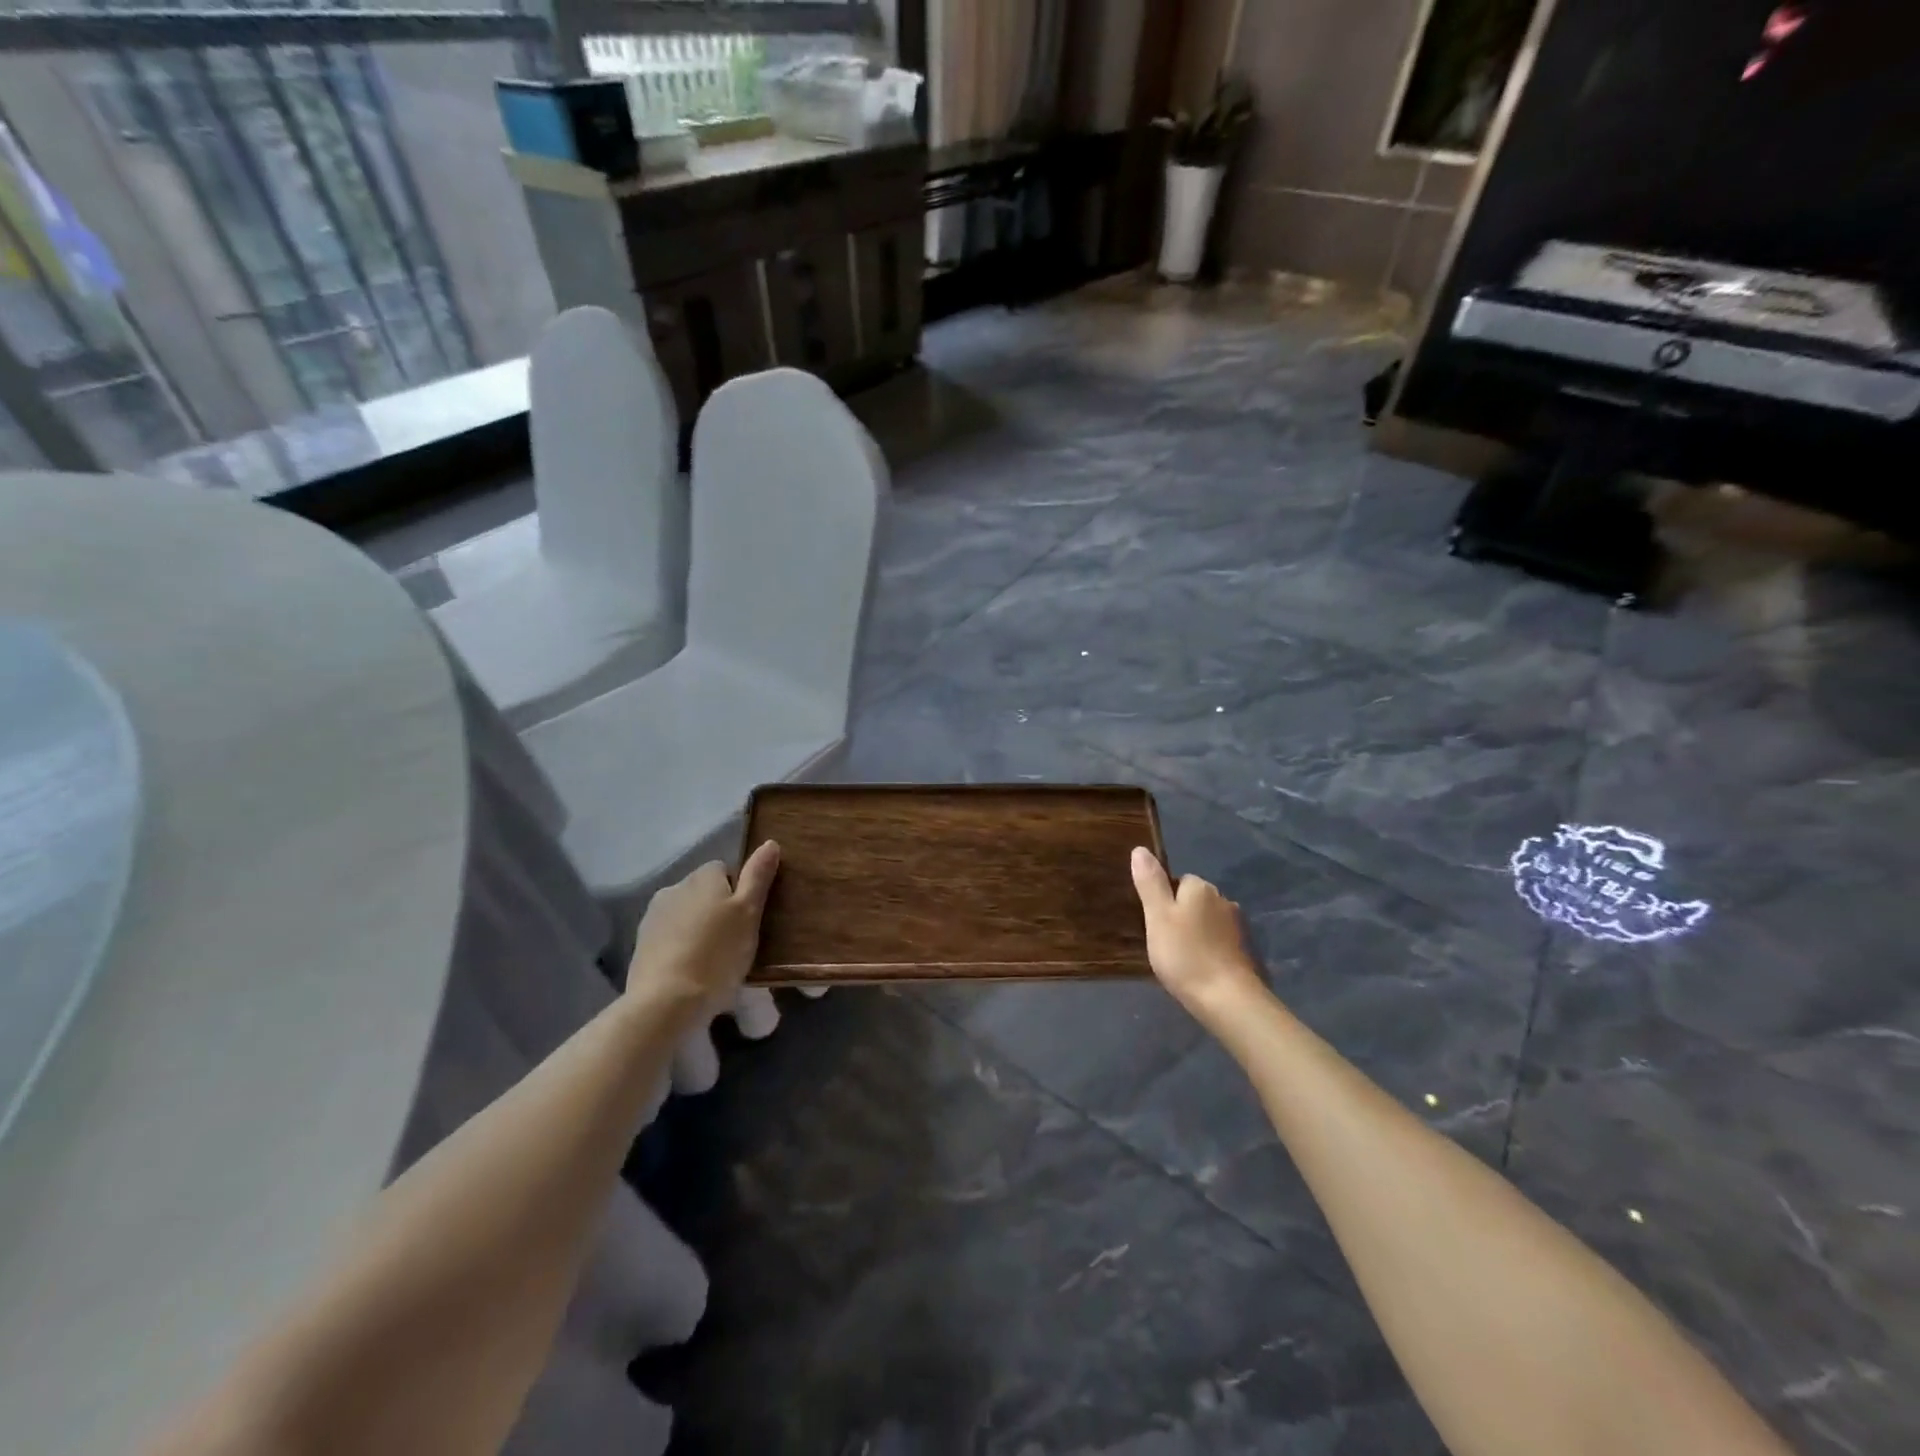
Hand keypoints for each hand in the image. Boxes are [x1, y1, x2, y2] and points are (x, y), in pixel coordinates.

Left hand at [627, 841, 780, 1010]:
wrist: (666, 1002)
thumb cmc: (718, 954)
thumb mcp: (749, 913)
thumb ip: (758, 876)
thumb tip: (770, 843)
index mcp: (702, 877)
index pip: (725, 870)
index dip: (739, 893)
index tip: (747, 920)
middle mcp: (674, 887)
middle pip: (703, 891)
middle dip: (717, 910)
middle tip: (735, 942)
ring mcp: (652, 916)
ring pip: (685, 914)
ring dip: (698, 928)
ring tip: (713, 960)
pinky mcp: (641, 945)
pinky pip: (669, 937)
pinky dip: (681, 947)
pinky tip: (691, 971)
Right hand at [1131, 846, 1263, 1016]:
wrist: (1228, 1000)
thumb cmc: (1185, 955)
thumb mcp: (1157, 917)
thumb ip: (1150, 882)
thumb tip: (1140, 849)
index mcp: (1201, 888)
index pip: (1178, 881)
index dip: (1164, 901)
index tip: (1155, 925)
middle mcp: (1223, 899)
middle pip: (1194, 900)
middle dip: (1181, 916)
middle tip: (1165, 943)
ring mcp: (1238, 926)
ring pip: (1207, 921)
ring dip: (1196, 934)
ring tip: (1181, 958)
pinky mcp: (1245, 950)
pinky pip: (1219, 941)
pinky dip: (1210, 950)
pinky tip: (1200, 968)